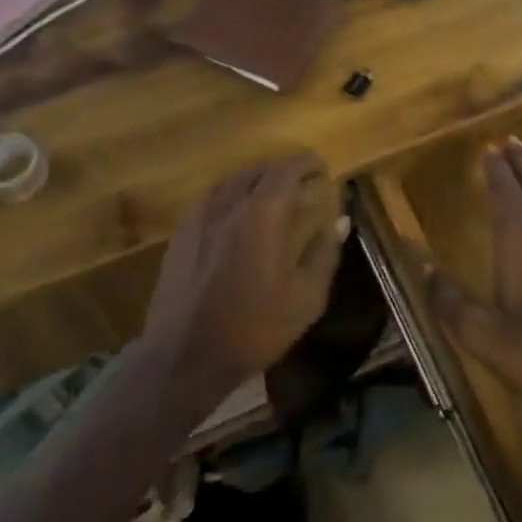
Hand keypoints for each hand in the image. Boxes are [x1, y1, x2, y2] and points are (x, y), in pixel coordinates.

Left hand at [141, 153, 347, 401]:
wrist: (183, 357)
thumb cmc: (252, 329)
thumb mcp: (305, 299)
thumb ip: (324, 254)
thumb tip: (340, 221)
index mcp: (261, 214)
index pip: (286, 170)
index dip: (306, 164)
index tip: (322, 169)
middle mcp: (228, 204)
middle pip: (258, 170)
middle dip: (283, 170)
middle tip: (303, 183)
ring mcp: (199, 216)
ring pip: (232, 181)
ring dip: (256, 180)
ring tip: (273, 195)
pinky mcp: (181, 233)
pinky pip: (212, 197)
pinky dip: (232, 194)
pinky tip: (238, 215)